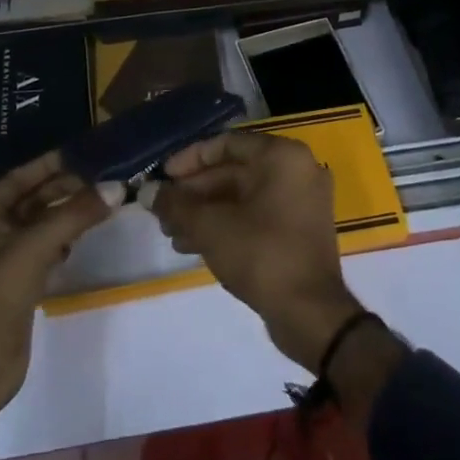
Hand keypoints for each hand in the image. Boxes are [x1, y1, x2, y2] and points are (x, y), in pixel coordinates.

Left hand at [0, 152, 118, 449]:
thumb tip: (116, 187)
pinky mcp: (19, 284)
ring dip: (68, 214)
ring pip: (41, 225)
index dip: (50, 164)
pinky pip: (45, 249)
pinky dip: (64, 240)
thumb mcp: (35, 248)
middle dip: (65, 189)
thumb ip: (75, 215)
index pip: (19, 178)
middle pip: (32, 201)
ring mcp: (3, 260)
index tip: (84, 153)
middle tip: (103, 178)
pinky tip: (85, 236)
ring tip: (102, 201)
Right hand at [146, 131, 363, 371]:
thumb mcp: (210, 227)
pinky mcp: (301, 230)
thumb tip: (148, 192)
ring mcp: (302, 201)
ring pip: (243, 196)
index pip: (226, 144)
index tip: (164, 177)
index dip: (190, 159)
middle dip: (194, 192)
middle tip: (163, 210)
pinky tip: (194, 244)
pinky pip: (257, 215)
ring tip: (172, 233)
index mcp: (281, 156)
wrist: (312, 315)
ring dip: (206, 211)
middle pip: (234, 171)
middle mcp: (297, 170)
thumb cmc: (261, 255)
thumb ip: (176, 205)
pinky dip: (227, 224)